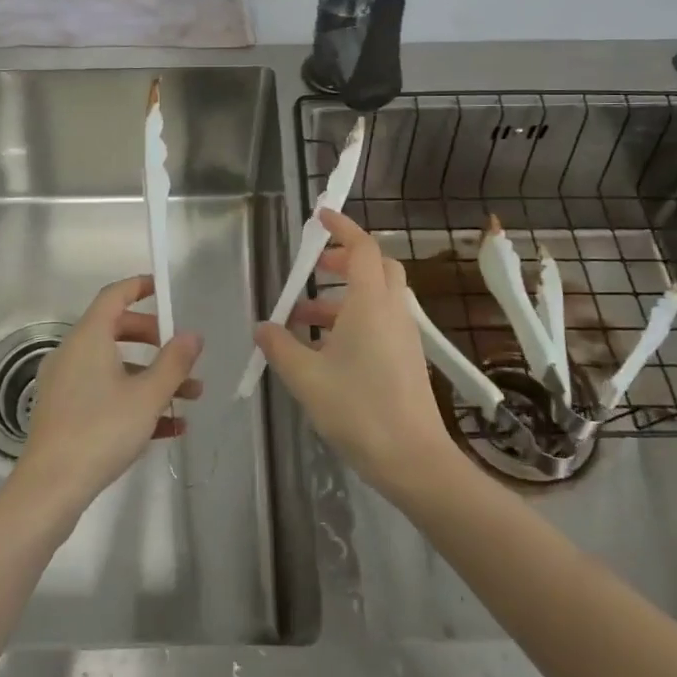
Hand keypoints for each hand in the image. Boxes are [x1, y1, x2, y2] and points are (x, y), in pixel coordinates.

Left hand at [14, 275, 202, 520]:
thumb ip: (174, 362)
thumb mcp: (148, 395)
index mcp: (89, 337)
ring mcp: (66, 384)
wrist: (50, 488)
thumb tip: (193, 335)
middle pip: (117, 330)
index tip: (163, 289)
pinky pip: (105, 394)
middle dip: (155, 340)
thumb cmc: (101, 430)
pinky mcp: (66, 413)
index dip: (139, 287)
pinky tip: (170, 427)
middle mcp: (73, 353)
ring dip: (152, 377)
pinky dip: (134, 400)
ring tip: (191, 398)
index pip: (114, 296)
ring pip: (115, 367)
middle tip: (182, 353)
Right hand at [253, 209, 461, 499]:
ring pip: (376, 295)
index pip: (362, 248)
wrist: (414, 459)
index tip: (319, 217)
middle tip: (313, 267)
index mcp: (371, 303)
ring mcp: (403, 334)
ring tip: (302, 317)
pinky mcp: (406, 357)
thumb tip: (263, 327)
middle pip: (376, 266)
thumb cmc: (359, 410)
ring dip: (341, 295)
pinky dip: (353, 318)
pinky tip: (325, 348)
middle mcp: (392, 310)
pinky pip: (380, 319)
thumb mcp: (307, 378)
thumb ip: (280, 347)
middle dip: (343, 259)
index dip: (342, 227)